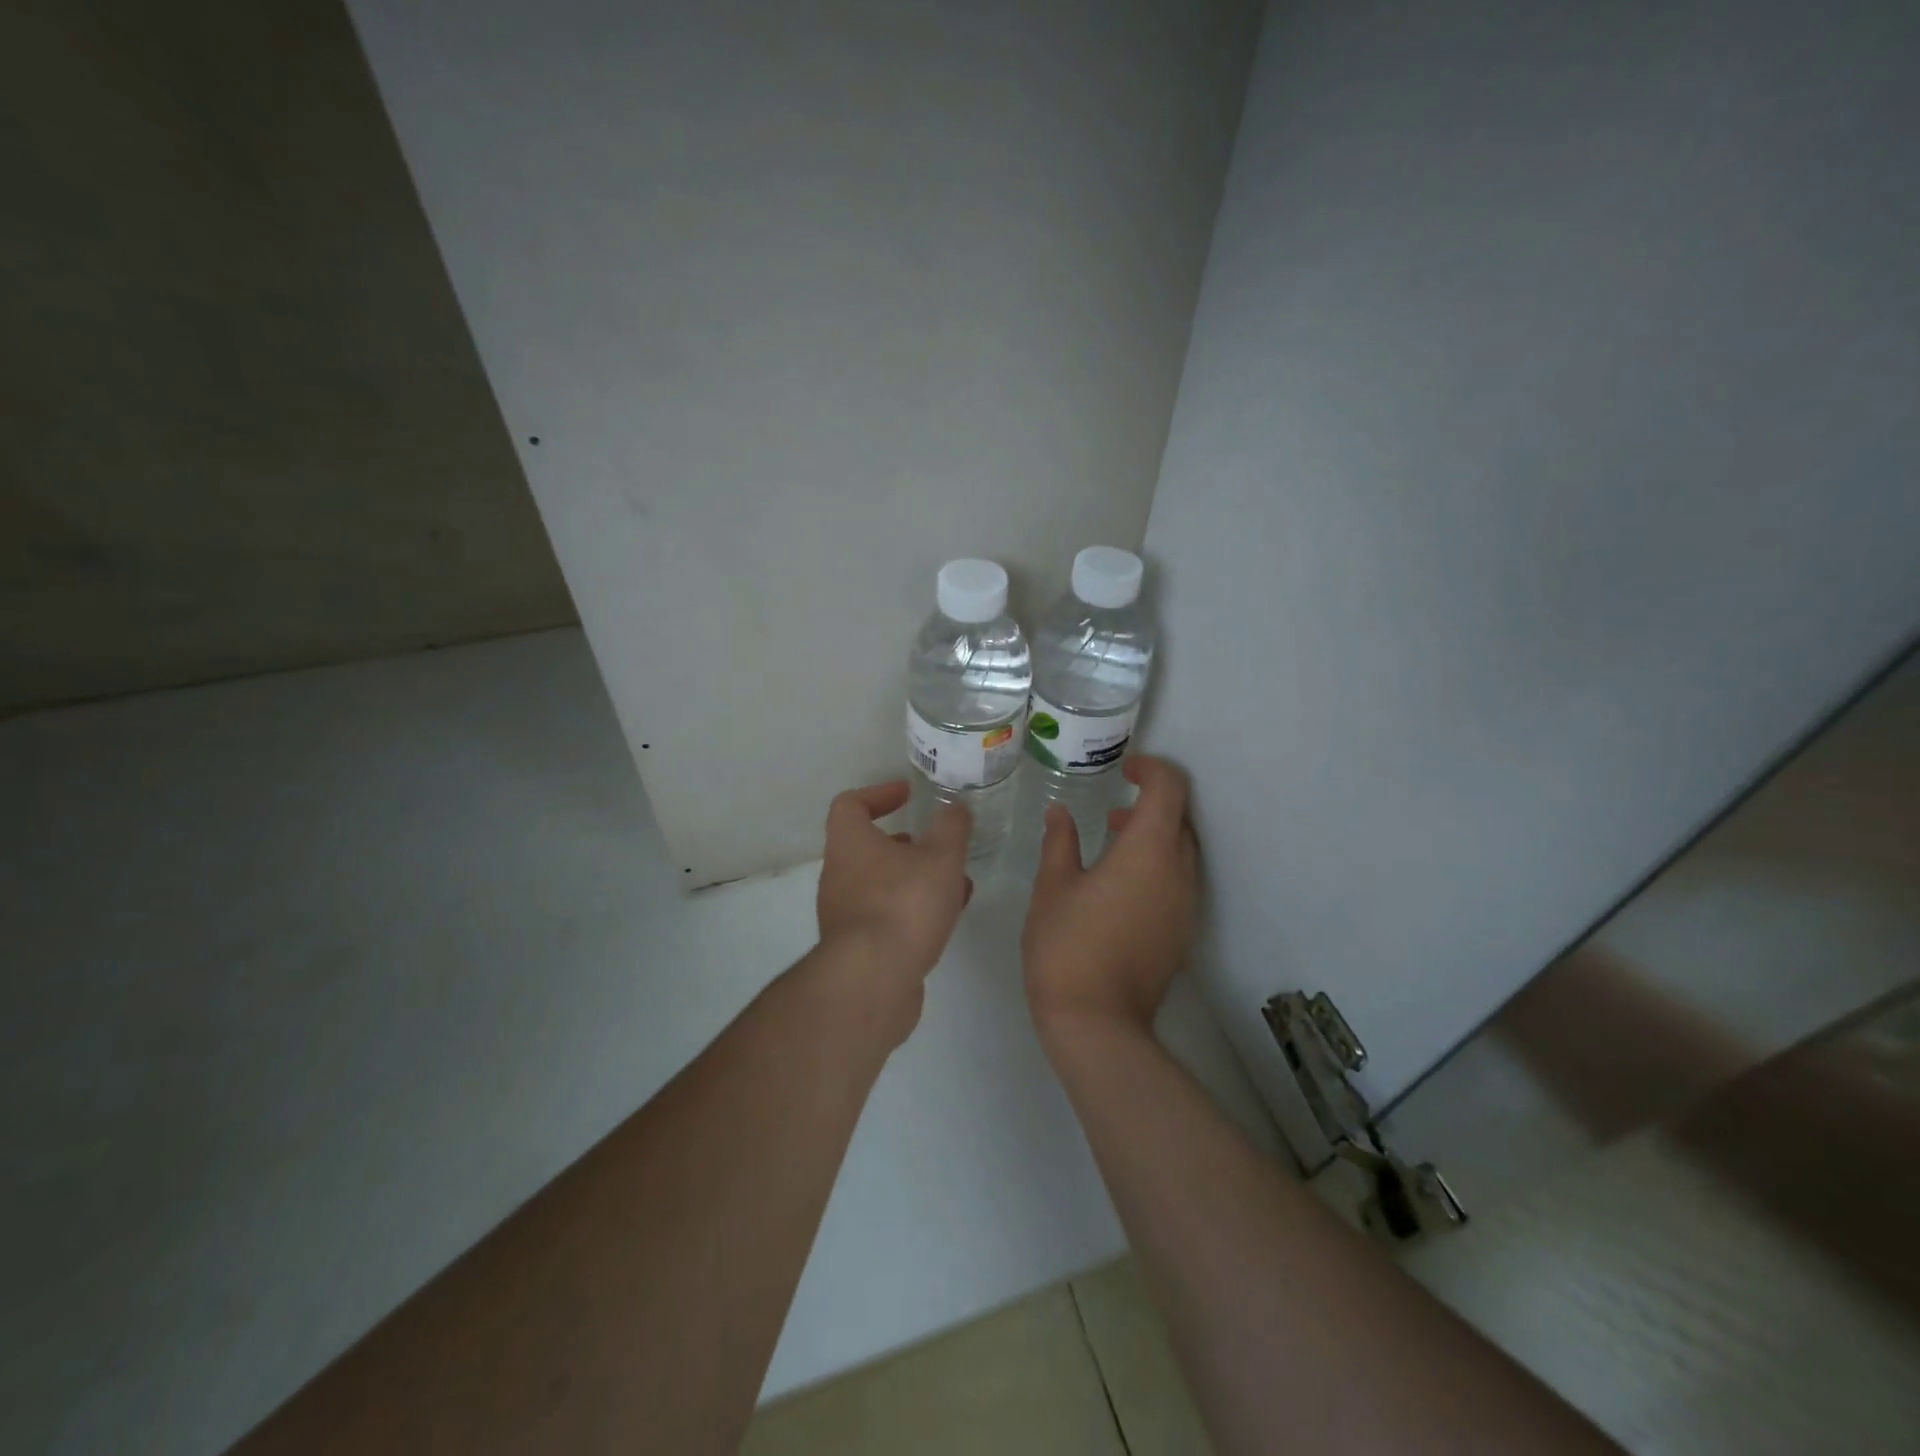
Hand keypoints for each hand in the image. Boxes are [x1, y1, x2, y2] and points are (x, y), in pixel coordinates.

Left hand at [816, 781, 972, 986]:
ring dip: (916, 879)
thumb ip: (951, 828)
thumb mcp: (941, 857)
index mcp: (850, 843)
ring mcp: (844, 913)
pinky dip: (913, 909)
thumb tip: (954, 807)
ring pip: (882, 883)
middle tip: (938, 846)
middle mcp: (839, 874)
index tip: (908, 795)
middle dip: (907, 844)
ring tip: (955, 884)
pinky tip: (946, 918)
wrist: (873, 980)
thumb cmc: (904, 904)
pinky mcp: (857, 947)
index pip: (850, 804)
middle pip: (867, 847)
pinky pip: (886, 915)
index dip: (879, 794)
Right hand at [1022, 756, 1198, 1044]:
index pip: (1170, 788)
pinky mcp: (1182, 931)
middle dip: (1152, 802)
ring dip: (1153, 835)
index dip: (1152, 768)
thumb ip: (1060, 842)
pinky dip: (1157, 864)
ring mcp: (1186, 904)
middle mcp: (1179, 872)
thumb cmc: (1068, 946)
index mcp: (1149, 851)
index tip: (1125, 767)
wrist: (1097, 1024)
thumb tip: (1059, 813)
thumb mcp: (1053, 887)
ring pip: (1181, 850)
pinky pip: (1178, 879)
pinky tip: (1119, 884)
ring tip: (1111, 841)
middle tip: (1112, 807)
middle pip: (1180, 818)